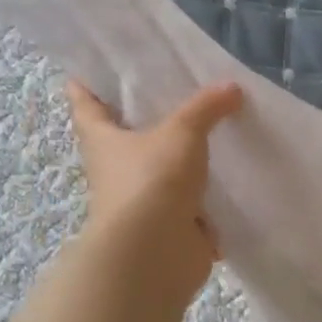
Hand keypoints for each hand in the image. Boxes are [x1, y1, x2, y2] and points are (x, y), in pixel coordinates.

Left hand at [66, 80, 243, 301]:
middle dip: (147, 118)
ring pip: (164, 169)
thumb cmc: (152, 181)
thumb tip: (231, 87)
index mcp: (104, 140)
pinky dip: (210, 195)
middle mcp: (118, 168)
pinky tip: (235, 177)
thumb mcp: (181, 132)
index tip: (91, 67)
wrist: (154, 255)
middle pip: (128, 136)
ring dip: (185, 158)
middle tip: (175, 89)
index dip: (86, 85)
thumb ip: (206, 107)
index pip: (86, 104)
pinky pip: (194, 203)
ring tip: (218, 129)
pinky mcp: (171, 225)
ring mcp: (145, 200)